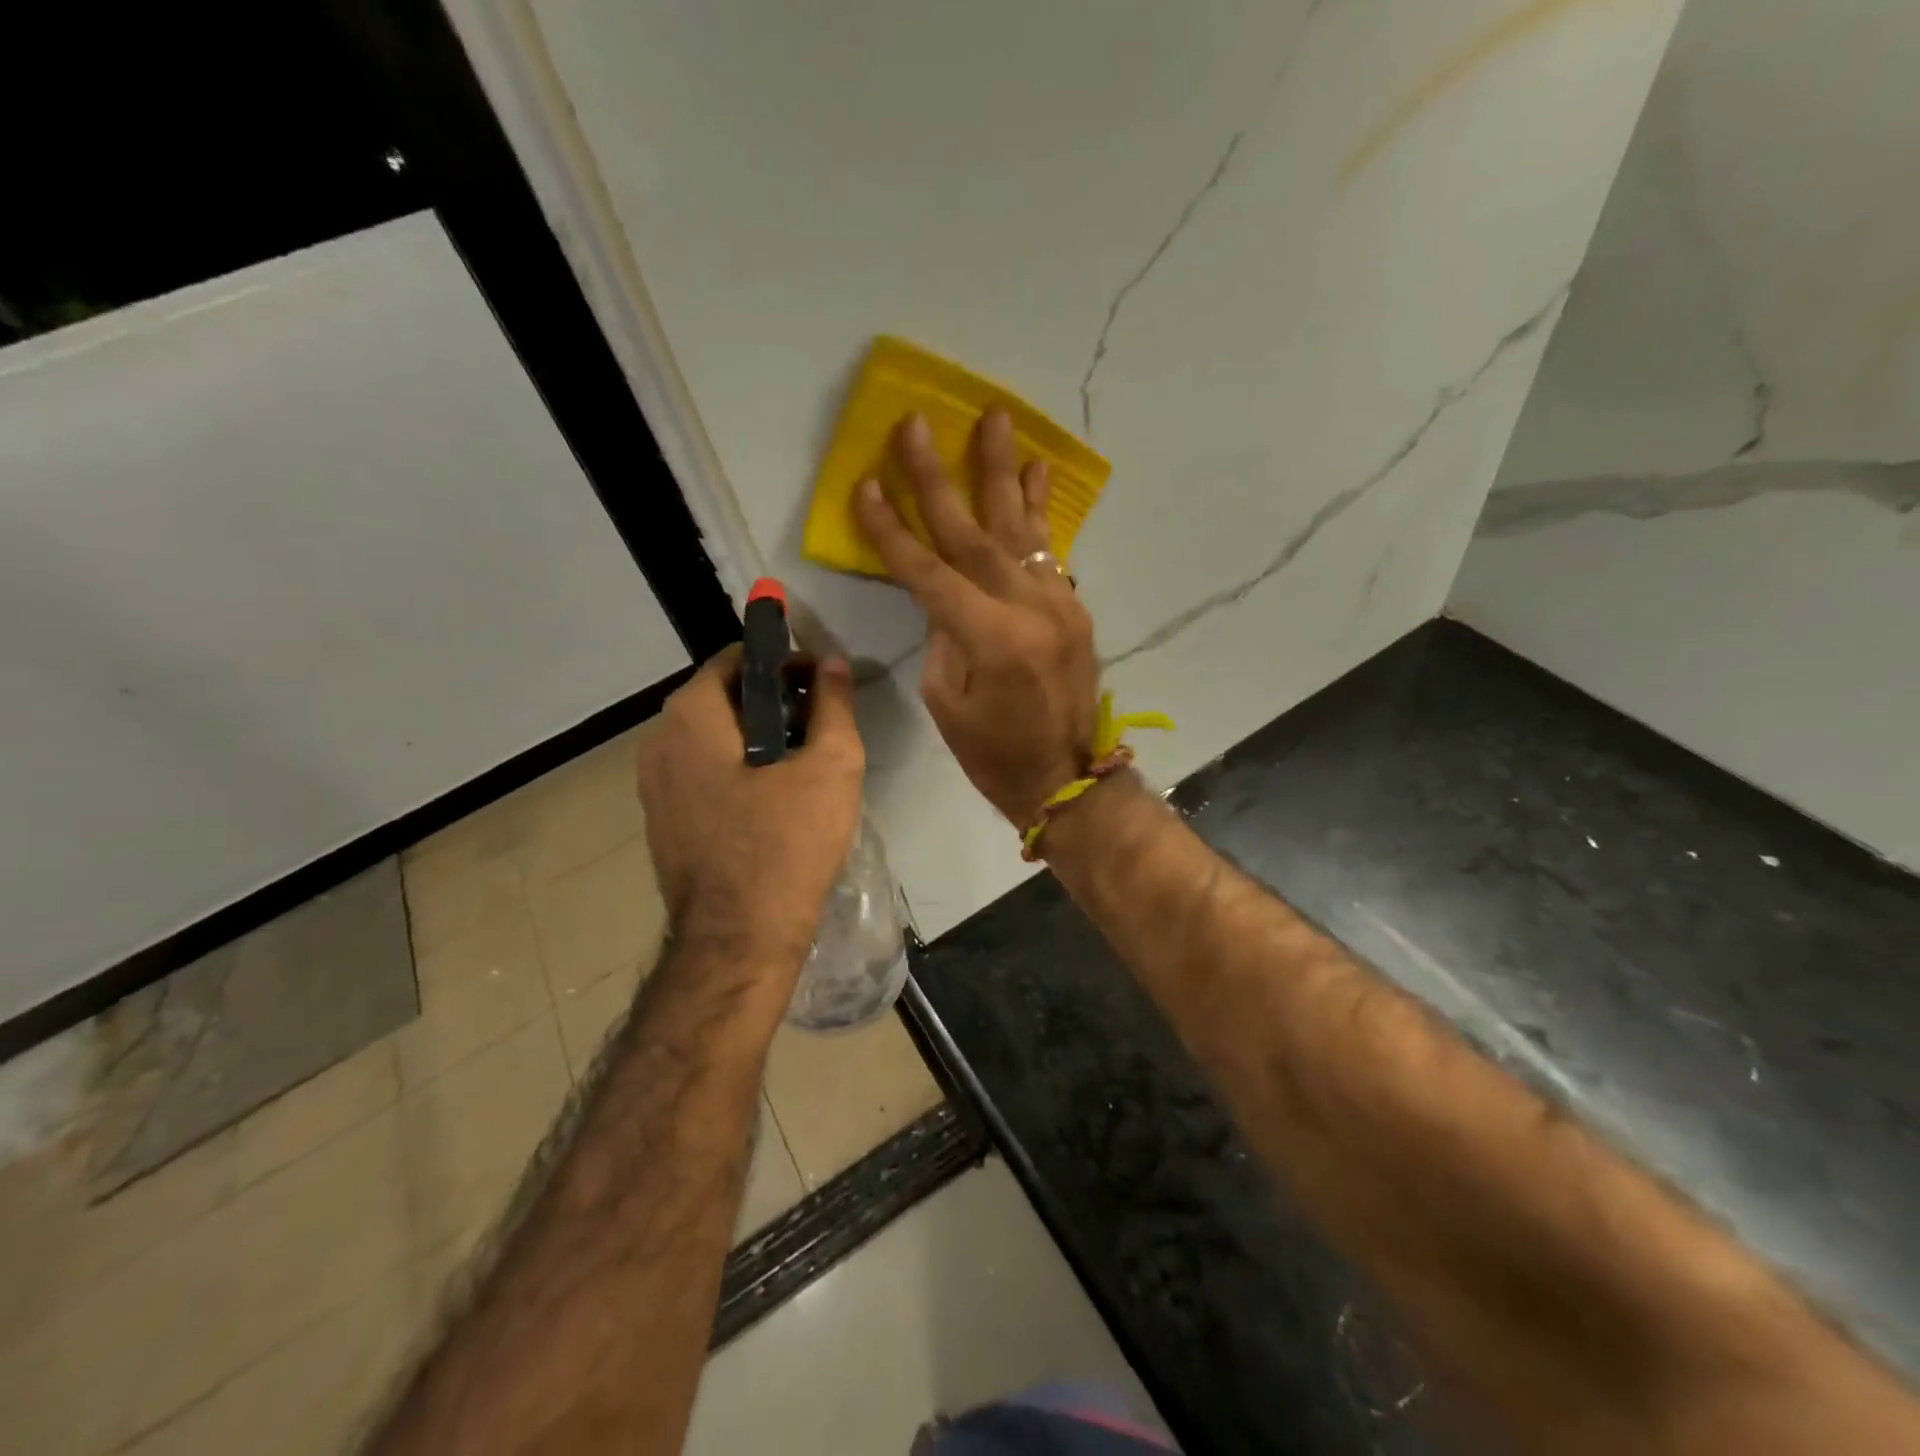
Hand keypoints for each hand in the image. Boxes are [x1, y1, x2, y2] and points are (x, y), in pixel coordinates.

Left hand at [635, 647, 864, 963]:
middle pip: (723, 700)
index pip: (736, 659)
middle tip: (820, 726)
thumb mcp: (831, 766)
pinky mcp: (663, 824)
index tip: (821, 686)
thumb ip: (834, 704)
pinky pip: (703, 777)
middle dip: (773, 702)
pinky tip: (773, 803)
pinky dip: (737, 772)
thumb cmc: (787, 844)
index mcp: (691, 717)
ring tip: (803, 764)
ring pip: (712, 741)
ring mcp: (654, 788)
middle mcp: (658, 743)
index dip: (784, 663)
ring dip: (756, 740)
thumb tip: (833, 663)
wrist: (739, 941)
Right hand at [853, 410, 1099, 827]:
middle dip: (940, 479)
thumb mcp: (946, 702)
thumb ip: (941, 636)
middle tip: (918, 423)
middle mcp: (1028, 608)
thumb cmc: (993, 754)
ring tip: (998, 418)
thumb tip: (942, 592)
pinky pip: (1050, 551)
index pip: (928, 571)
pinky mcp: (1073, 609)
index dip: (893, 530)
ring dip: (1004, 472)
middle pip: (973, 533)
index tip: (867, 484)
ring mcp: (1058, 604)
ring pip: (1022, 528)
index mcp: (989, 638)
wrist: (1067, 778)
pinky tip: (1037, 472)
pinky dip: (1040, 511)